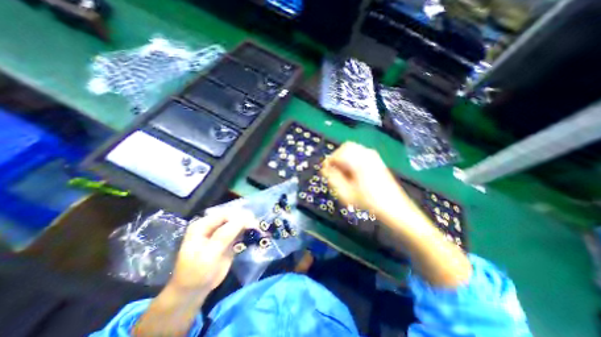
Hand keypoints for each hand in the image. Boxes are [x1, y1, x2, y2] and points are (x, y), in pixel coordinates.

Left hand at [169, 212, 254, 293]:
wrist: (194, 291)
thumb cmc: (197, 273)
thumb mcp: (209, 254)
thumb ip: (224, 235)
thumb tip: (242, 219)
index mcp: (203, 225)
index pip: (224, 215)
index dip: (239, 217)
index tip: (252, 223)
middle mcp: (212, 225)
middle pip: (232, 217)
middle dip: (245, 219)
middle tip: (257, 226)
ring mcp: (220, 232)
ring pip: (237, 223)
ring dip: (248, 225)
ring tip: (258, 229)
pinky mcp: (228, 239)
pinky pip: (239, 231)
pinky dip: (247, 231)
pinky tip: (254, 233)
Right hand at [324, 142, 408, 215]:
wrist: (394, 208)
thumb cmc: (369, 202)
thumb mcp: (346, 194)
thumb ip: (333, 179)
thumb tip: (325, 169)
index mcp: (359, 162)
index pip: (338, 154)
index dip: (328, 162)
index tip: (325, 172)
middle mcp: (366, 154)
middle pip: (345, 147)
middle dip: (337, 157)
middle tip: (334, 171)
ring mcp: (373, 156)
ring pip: (353, 148)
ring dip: (344, 158)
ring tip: (343, 172)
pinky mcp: (376, 160)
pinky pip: (360, 152)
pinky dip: (352, 158)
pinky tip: (353, 171)